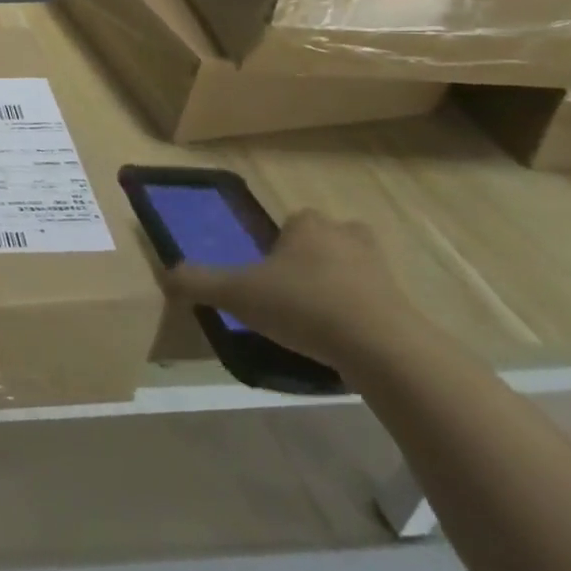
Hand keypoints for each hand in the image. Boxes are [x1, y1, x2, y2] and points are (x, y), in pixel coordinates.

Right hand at [161, 210, 418, 373]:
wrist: (383, 350)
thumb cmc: (303, 306)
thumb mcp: (237, 294)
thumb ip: (199, 282)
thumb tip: (165, 275)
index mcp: (307, 224)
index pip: (290, 220)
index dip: (277, 243)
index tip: (266, 272)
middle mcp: (346, 236)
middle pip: (326, 239)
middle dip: (312, 258)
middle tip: (291, 289)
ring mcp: (382, 270)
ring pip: (353, 269)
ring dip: (338, 286)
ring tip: (316, 318)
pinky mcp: (405, 305)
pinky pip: (375, 302)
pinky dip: (360, 316)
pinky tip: (342, 341)